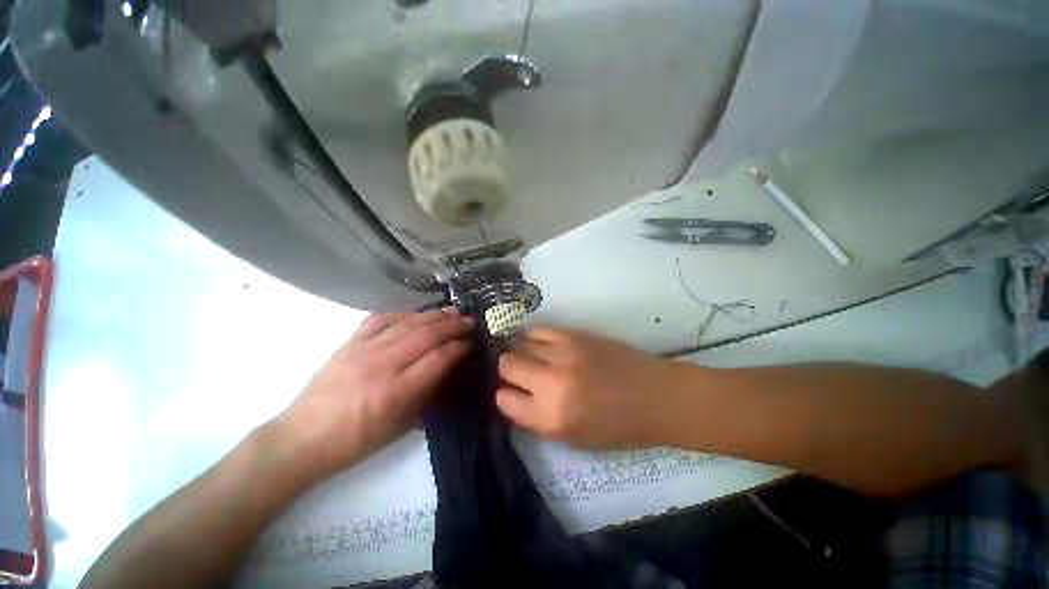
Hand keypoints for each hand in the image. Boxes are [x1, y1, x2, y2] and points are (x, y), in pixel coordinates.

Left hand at [274, 310, 472, 475]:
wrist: (302, 438)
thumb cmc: (356, 441)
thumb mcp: (400, 427)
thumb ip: (426, 393)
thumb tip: (447, 366)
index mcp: (395, 392)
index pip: (437, 359)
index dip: (458, 348)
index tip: (471, 342)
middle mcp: (382, 365)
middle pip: (426, 336)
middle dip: (453, 326)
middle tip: (469, 321)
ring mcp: (364, 350)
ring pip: (407, 323)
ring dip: (434, 315)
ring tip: (452, 311)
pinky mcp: (349, 343)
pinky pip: (380, 319)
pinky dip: (403, 313)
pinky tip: (416, 313)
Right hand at [496, 327, 687, 448]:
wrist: (655, 395)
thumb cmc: (618, 426)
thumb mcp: (574, 438)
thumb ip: (538, 419)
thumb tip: (514, 397)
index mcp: (552, 418)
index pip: (504, 401)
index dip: (504, 395)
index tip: (510, 392)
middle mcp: (552, 384)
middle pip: (507, 365)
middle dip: (507, 369)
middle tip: (516, 371)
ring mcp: (562, 354)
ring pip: (519, 343)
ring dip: (517, 349)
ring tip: (525, 353)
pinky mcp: (573, 335)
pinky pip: (538, 329)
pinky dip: (531, 335)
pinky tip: (535, 341)